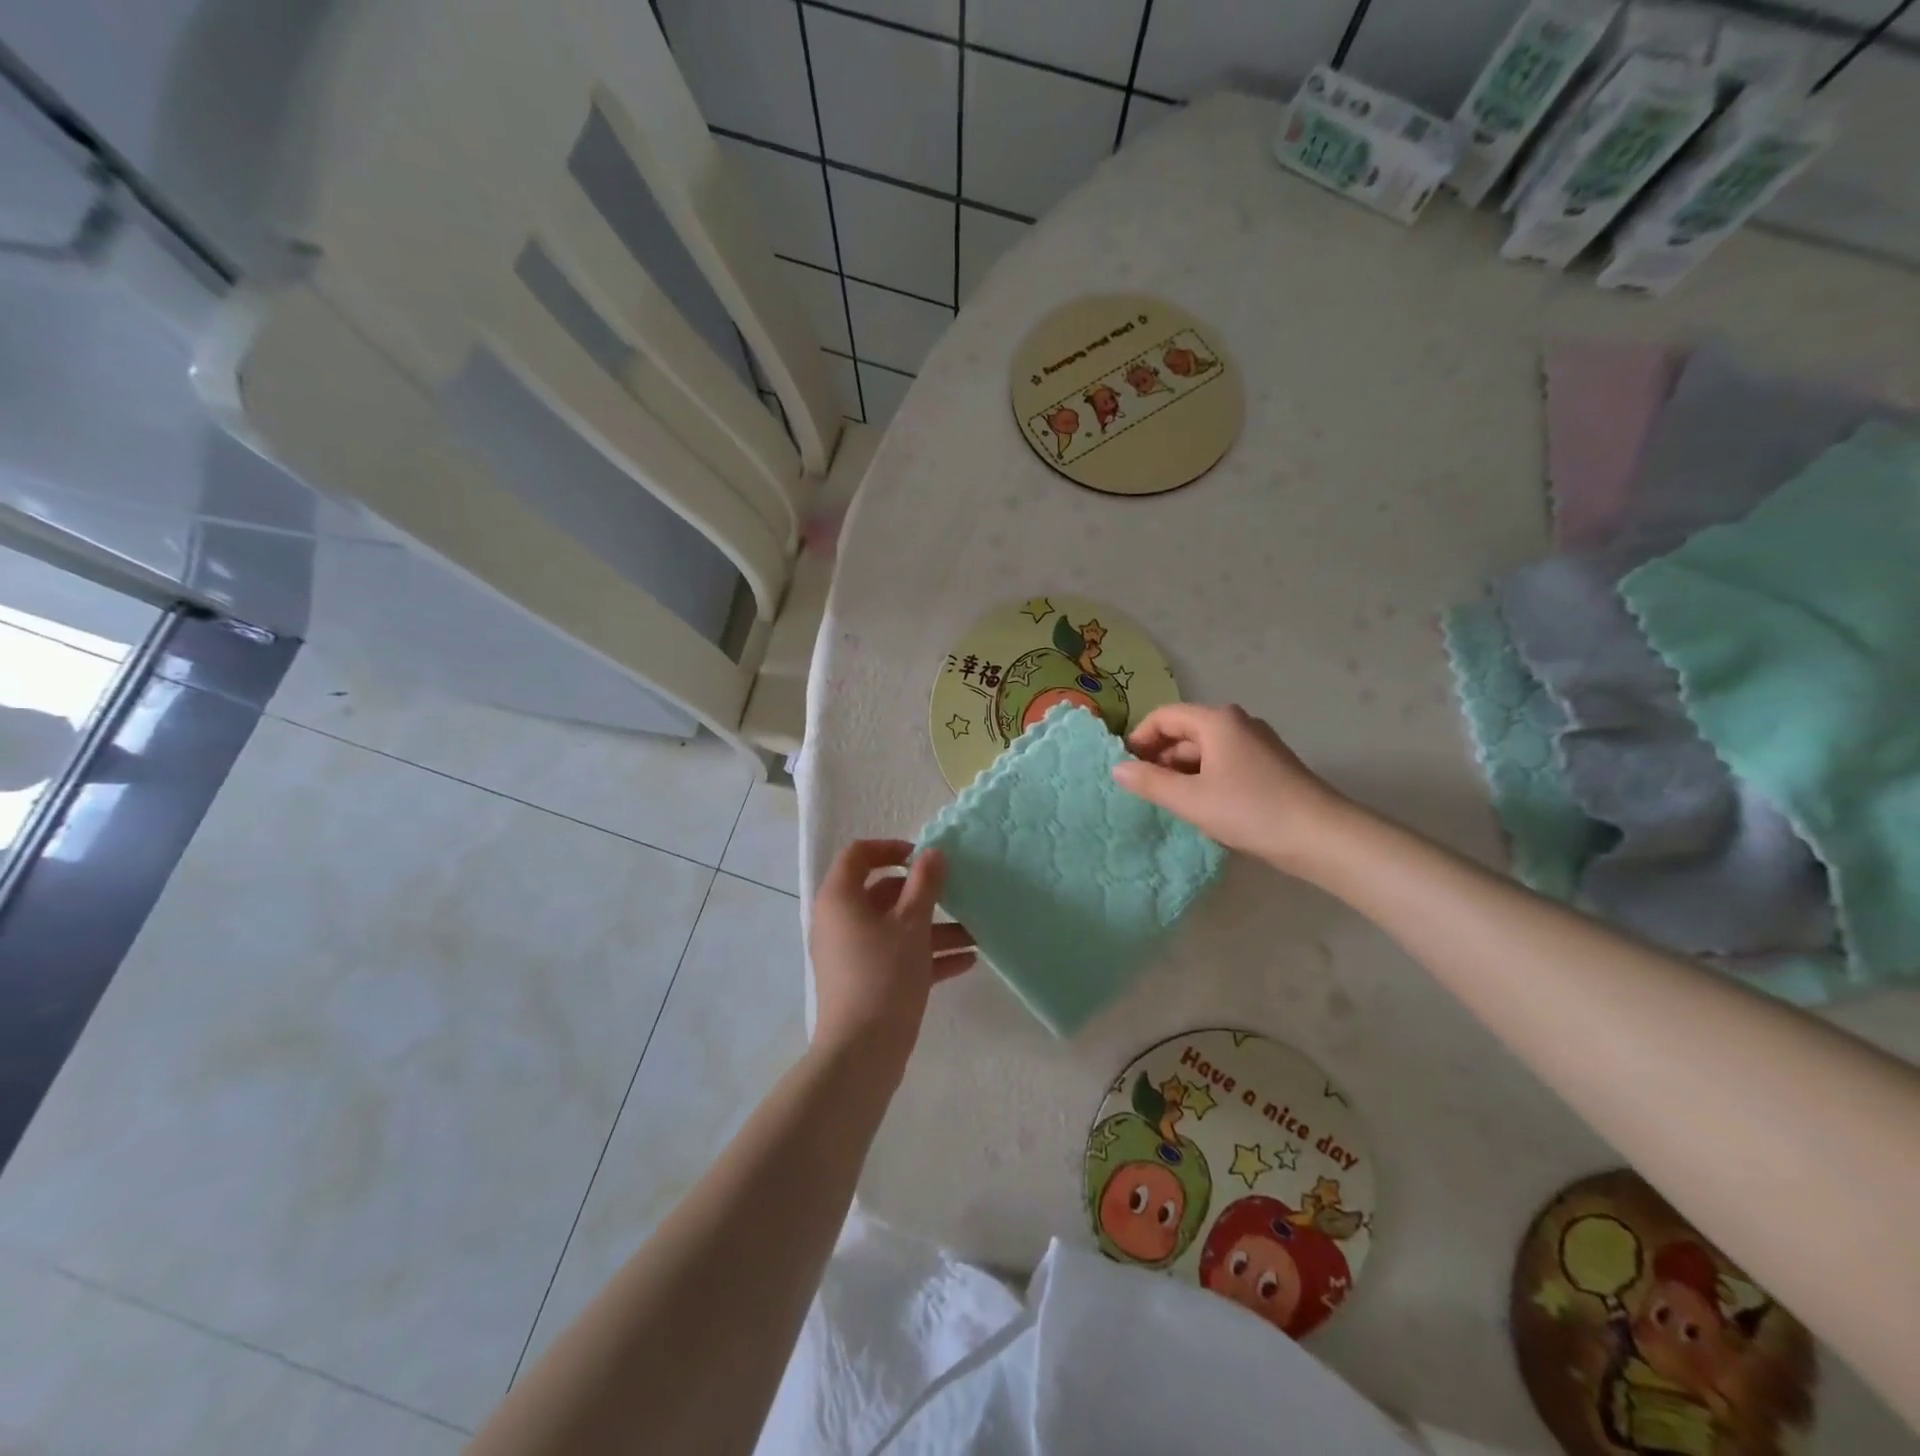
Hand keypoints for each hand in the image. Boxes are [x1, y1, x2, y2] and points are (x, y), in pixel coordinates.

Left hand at [810, 840, 975, 1084]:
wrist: (861, 1053)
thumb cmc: (884, 975)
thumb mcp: (912, 924)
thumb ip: (925, 884)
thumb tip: (933, 853)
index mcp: (841, 898)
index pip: (859, 855)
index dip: (891, 849)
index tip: (923, 858)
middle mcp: (840, 921)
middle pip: (883, 893)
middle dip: (924, 895)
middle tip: (957, 894)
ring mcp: (851, 953)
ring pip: (895, 928)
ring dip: (934, 928)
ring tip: (976, 933)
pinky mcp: (864, 981)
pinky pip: (896, 956)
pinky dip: (926, 955)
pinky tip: (967, 961)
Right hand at [1112, 703, 1352, 870]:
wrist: (1323, 837)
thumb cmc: (1251, 811)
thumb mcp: (1191, 799)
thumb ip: (1150, 782)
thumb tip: (1117, 768)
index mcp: (1217, 721)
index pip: (1164, 716)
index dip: (1139, 738)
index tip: (1125, 768)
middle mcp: (1237, 723)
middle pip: (1185, 731)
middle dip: (1159, 757)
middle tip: (1143, 790)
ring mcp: (1257, 744)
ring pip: (1205, 749)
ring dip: (1181, 771)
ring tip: (1170, 802)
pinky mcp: (1269, 766)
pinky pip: (1224, 762)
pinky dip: (1204, 778)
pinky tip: (1202, 807)